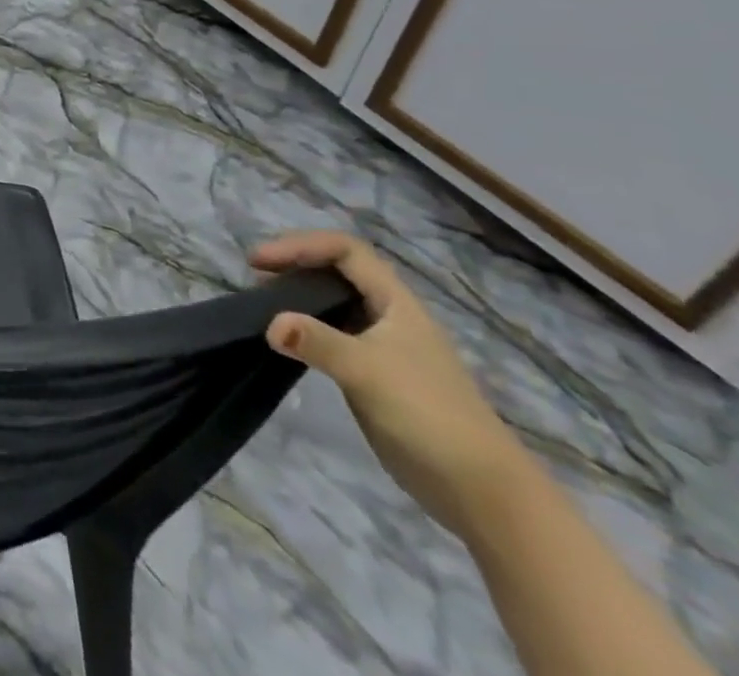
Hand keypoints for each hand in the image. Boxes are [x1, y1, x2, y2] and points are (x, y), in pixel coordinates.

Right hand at [251, 231, 534, 537]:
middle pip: (337, 272)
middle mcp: (389, 316)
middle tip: (255, 278)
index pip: (345, 251)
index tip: (261, 261)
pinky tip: (285, 341)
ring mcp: (382, 347)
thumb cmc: (429, 415)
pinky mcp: (373, 376)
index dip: (301, 246)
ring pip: (333, 303)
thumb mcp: (368, 371)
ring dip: (297, 296)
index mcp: (396, 303)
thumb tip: (269, 324)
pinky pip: (331, 336)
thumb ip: (317, 342)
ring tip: (262, 304)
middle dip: (294, 265)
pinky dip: (304, 329)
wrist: (483, 493)